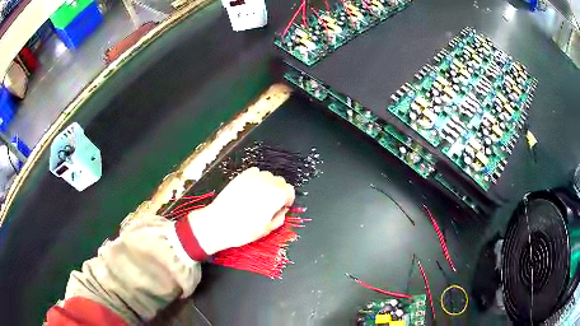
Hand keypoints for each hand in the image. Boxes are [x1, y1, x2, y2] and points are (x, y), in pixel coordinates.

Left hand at [188, 167, 294, 254]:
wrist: (217, 224)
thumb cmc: (242, 230)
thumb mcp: (266, 230)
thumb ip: (279, 218)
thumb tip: (281, 211)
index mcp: (275, 196)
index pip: (290, 190)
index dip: (288, 199)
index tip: (284, 206)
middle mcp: (265, 183)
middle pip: (280, 181)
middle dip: (280, 191)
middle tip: (273, 204)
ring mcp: (252, 178)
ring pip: (268, 175)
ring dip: (269, 184)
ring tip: (262, 197)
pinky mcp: (240, 176)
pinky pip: (255, 172)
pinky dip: (257, 178)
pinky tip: (252, 190)